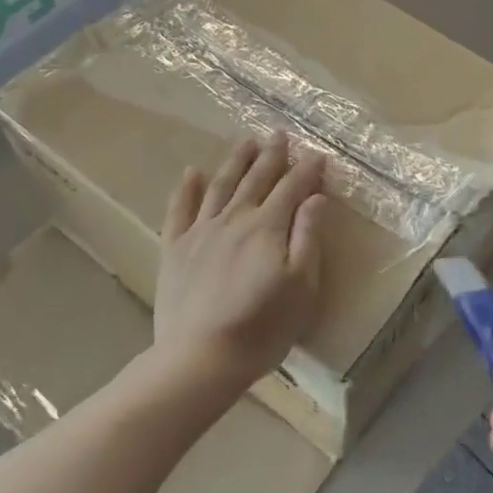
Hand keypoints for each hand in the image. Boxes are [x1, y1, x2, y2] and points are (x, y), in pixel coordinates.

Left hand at [153, 132, 326, 394]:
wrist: (200, 359)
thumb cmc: (262, 327)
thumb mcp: (301, 286)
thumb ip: (308, 237)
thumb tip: (316, 198)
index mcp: (267, 227)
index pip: (292, 188)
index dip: (306, 170)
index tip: (317, 154)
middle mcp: (234, 218)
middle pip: (256, 179)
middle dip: (271, 155)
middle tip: (279, 134)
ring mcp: (201, 231)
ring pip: (220, 185)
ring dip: (235, 161)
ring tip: (246, 141)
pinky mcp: (174, 249)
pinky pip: (179, 210)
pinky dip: (186, 189)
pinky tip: (191, 172)